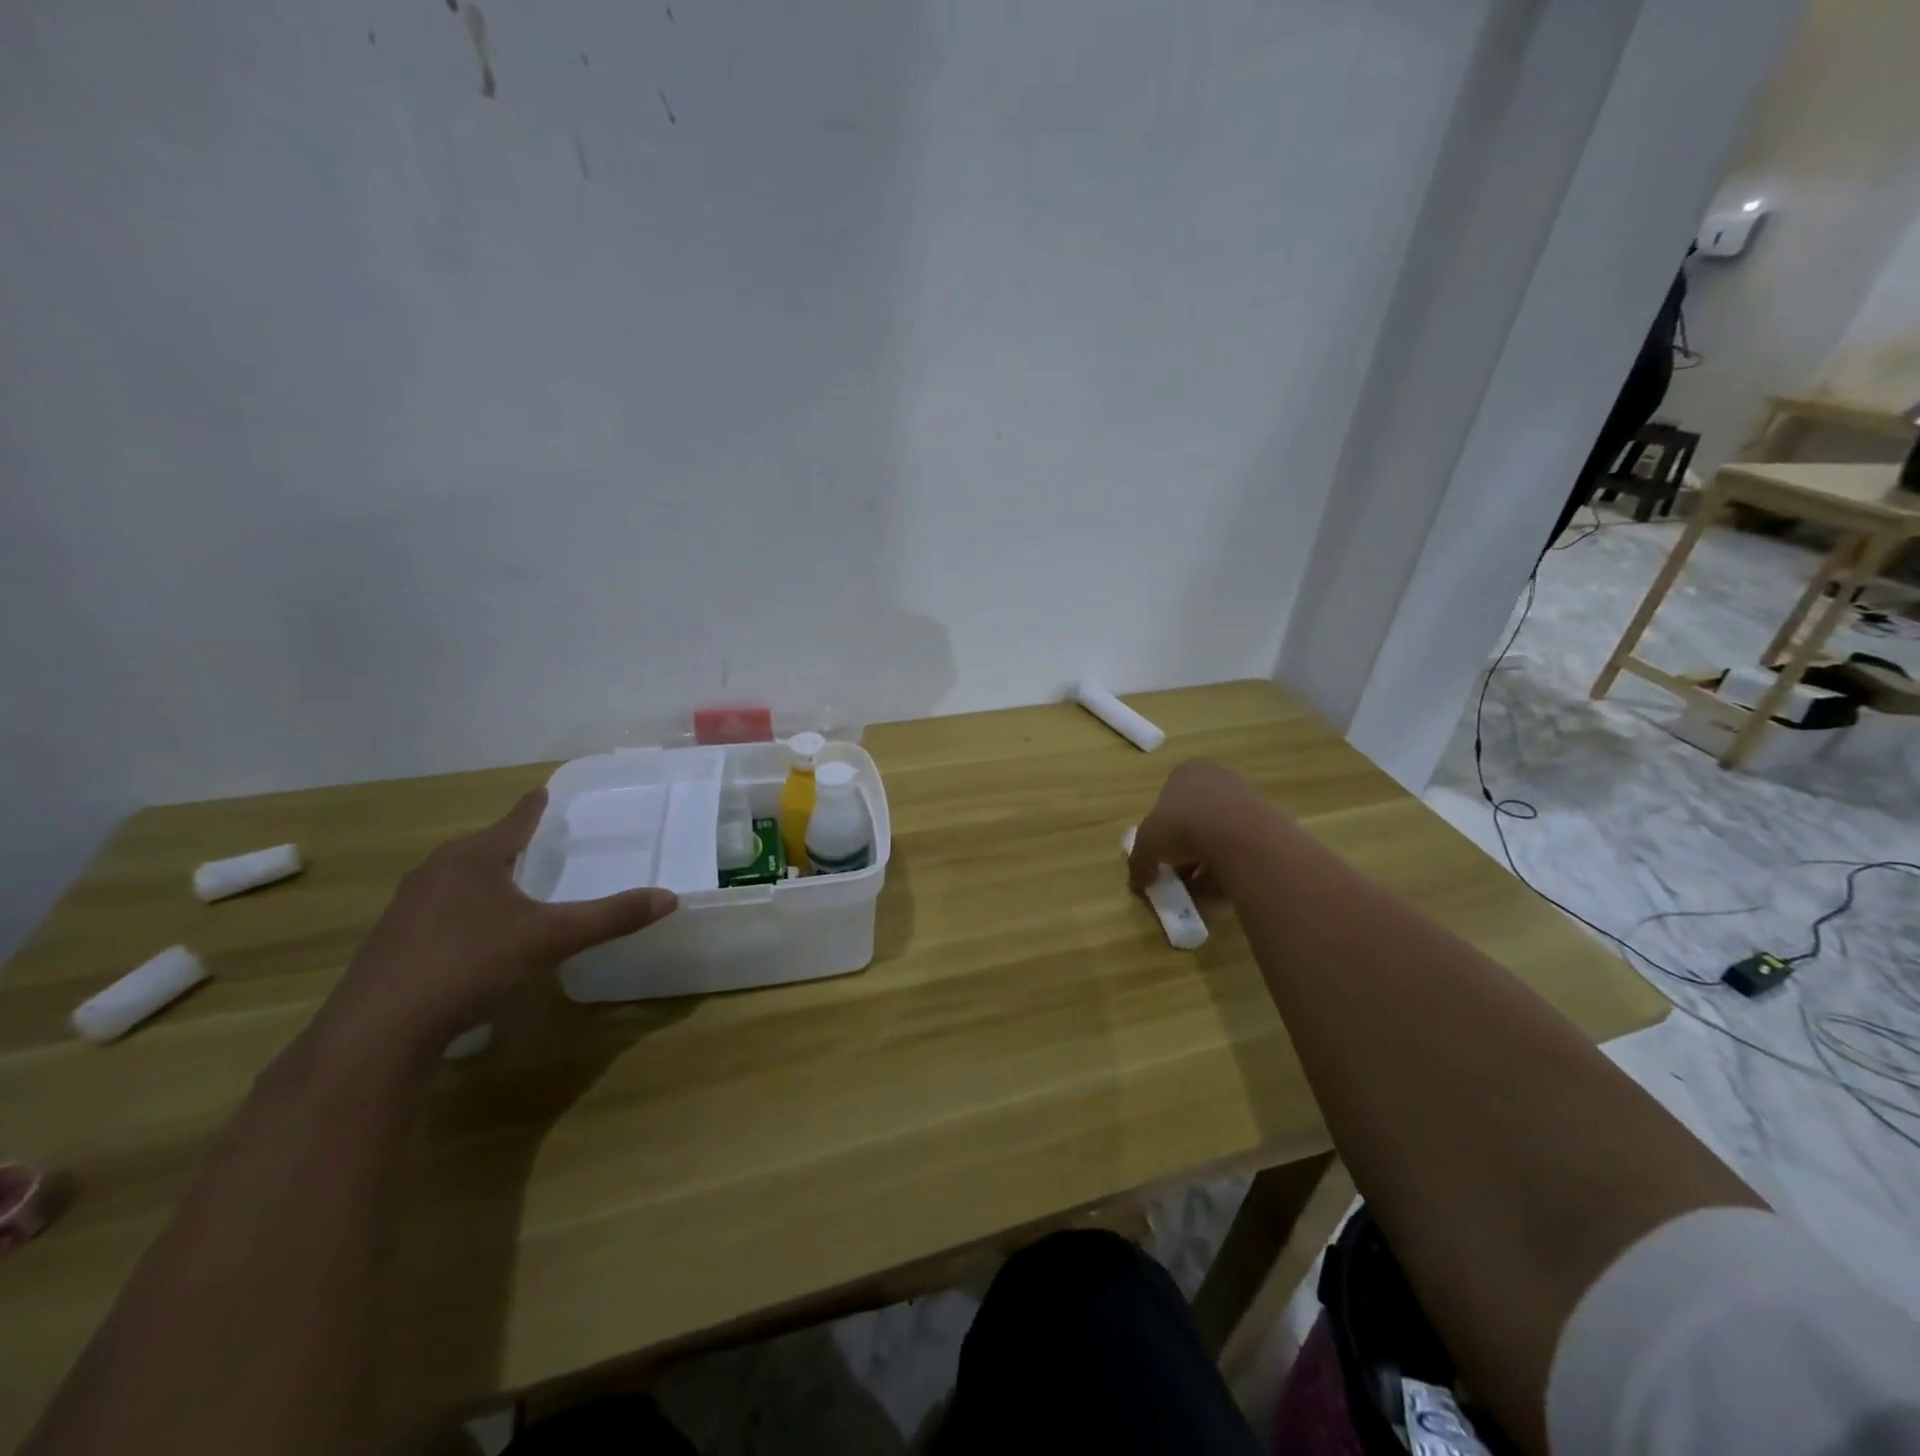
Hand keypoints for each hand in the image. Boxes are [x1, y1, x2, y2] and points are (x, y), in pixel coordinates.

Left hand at [311, 789, 677, 1064]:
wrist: (379, 1031)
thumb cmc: (472, 964)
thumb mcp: (554, 939)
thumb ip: (612, 917)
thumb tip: (670, 897)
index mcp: (474, 859)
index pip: (514, 822)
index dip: (533, 807)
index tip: (542, 789)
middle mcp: (435, 873)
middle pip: (481, 848)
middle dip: (508, 844)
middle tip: (536, 841)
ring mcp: (406, 909)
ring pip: (455, 880)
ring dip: (483, 878)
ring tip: (509, 885)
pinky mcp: (390, 944)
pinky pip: (438, 911)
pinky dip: (462, 911)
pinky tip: (474, 936)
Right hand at [1127, 759, 1265, 894]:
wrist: (1240, 837)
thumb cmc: (1182, 826)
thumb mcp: (1146, 846)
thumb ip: (1139, 863)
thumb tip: (1137, 882)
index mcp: (1186, 773)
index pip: (1167, 801)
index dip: (1160, 832)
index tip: (1158, 857)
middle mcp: (1217, 780)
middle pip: (1193, 821)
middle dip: (1184, 853)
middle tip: (1177, 879)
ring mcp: (1245, 801)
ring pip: (1218, 839)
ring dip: (1206, 867)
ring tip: (1198, 894)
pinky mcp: (1267, 827)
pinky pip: (1240, 852)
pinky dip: (1228, 873)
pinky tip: (1220, 893)